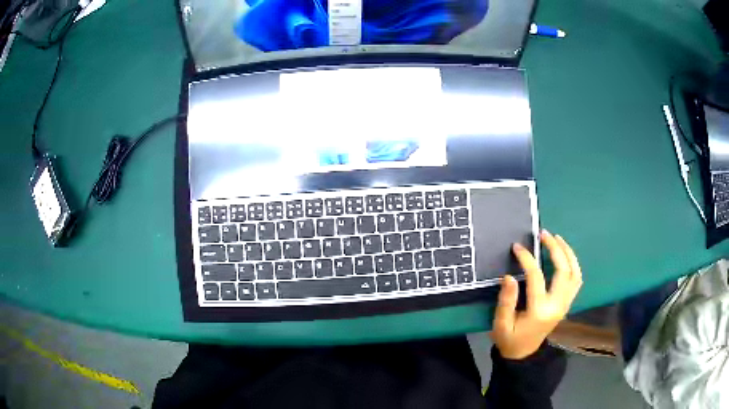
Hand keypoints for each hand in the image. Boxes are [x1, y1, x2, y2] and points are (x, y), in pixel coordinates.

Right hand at [490, 230, 582, 359]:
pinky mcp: (567, 303)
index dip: (527, 259)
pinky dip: (573, 264)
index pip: (536, 278)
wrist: (524, 354)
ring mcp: (565, 304)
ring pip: (575, 273)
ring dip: (568, 253)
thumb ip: (506, 301)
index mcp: (540, 311)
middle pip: (564, 271)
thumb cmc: (510, 339)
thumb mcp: (501, 324)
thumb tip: (508, 276)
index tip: (517, 247)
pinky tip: (565, 255)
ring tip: (557, 238)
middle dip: (555, 249)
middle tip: (543, 234)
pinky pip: (576, 280)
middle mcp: (557, 305)